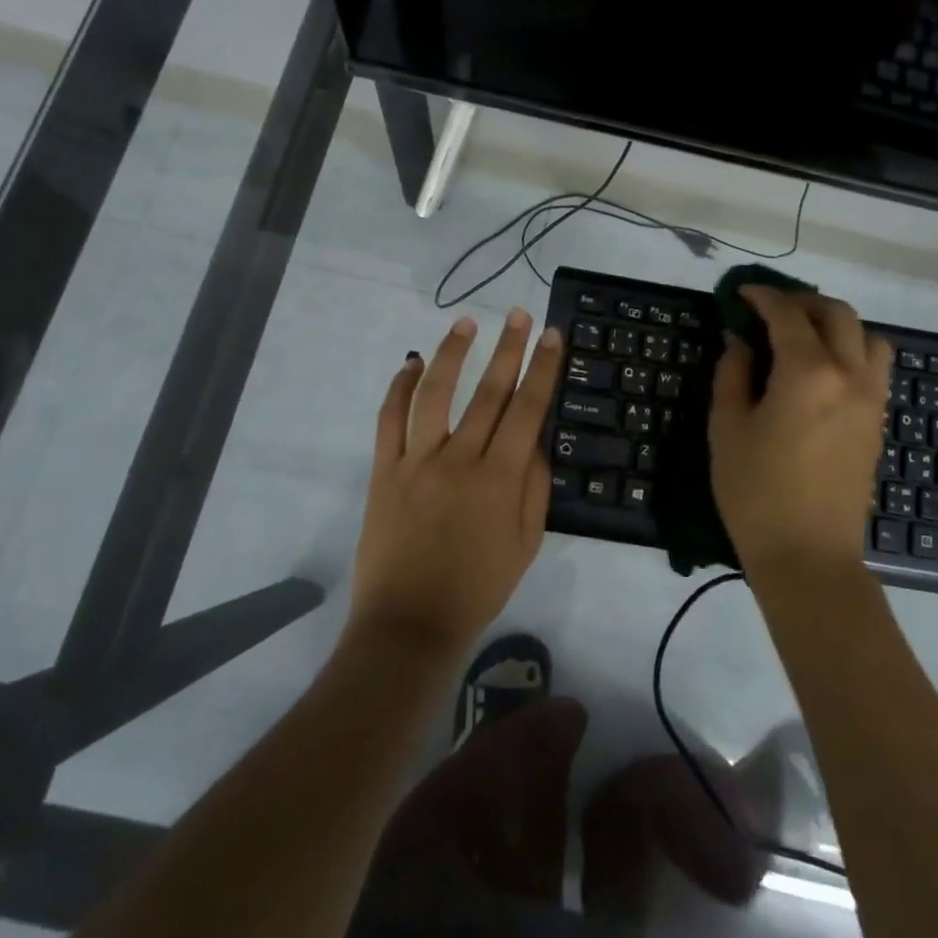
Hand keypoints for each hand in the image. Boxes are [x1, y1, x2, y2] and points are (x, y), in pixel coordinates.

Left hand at [348, 310, 565, 659]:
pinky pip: (390, 419)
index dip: (543, 368)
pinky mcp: (385, 470)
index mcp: (500, 478)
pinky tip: (410, 363)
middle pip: (488, 392)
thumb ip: (536, 488)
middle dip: (508, 348)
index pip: (528, 409)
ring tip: (466, 324)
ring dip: (452, 354)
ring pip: (435, 393)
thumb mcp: (526, 545)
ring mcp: (418, 461)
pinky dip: (399, 387)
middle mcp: (461, 459)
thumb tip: (537, 441)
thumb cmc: (477, 588)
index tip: (551, 335)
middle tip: (518, 314)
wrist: (410, 624)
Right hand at [708, 286, 893, 591]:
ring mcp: (872, 400)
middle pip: (837, 314)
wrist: (808, 556)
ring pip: (867, 336)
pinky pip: (874, 367)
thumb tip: (739, 341)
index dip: (762, 296)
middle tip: (769, 310)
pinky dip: (851, 351)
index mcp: (807, 372)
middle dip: (802, 302)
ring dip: (836, 324)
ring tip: (803, 337)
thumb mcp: (728, 428)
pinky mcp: (878, 423)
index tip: (741, 293)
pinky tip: (821, 372)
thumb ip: (733, 374)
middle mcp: (849, 375)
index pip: (787, 315)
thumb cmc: (756, 493)